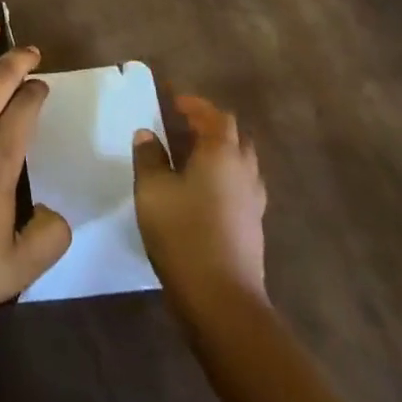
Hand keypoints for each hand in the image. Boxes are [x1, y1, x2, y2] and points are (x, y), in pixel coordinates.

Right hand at [133, 94, 268, 306]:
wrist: (221, 298)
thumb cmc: (183, 233)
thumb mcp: (152, 190)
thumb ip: (149, 157)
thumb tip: (148, 135)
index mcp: (221, 153)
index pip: (215, 116)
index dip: (195, 105)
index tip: (174, 102)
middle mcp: (244, 170)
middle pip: (234, 136)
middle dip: (211, 125)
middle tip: (183, 126)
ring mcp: (253, 200)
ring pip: (242, 162)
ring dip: (220, 151)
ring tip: (192, 156)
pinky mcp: (253, 225)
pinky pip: (242, 186)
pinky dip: (225, 176)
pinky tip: (204, 191)